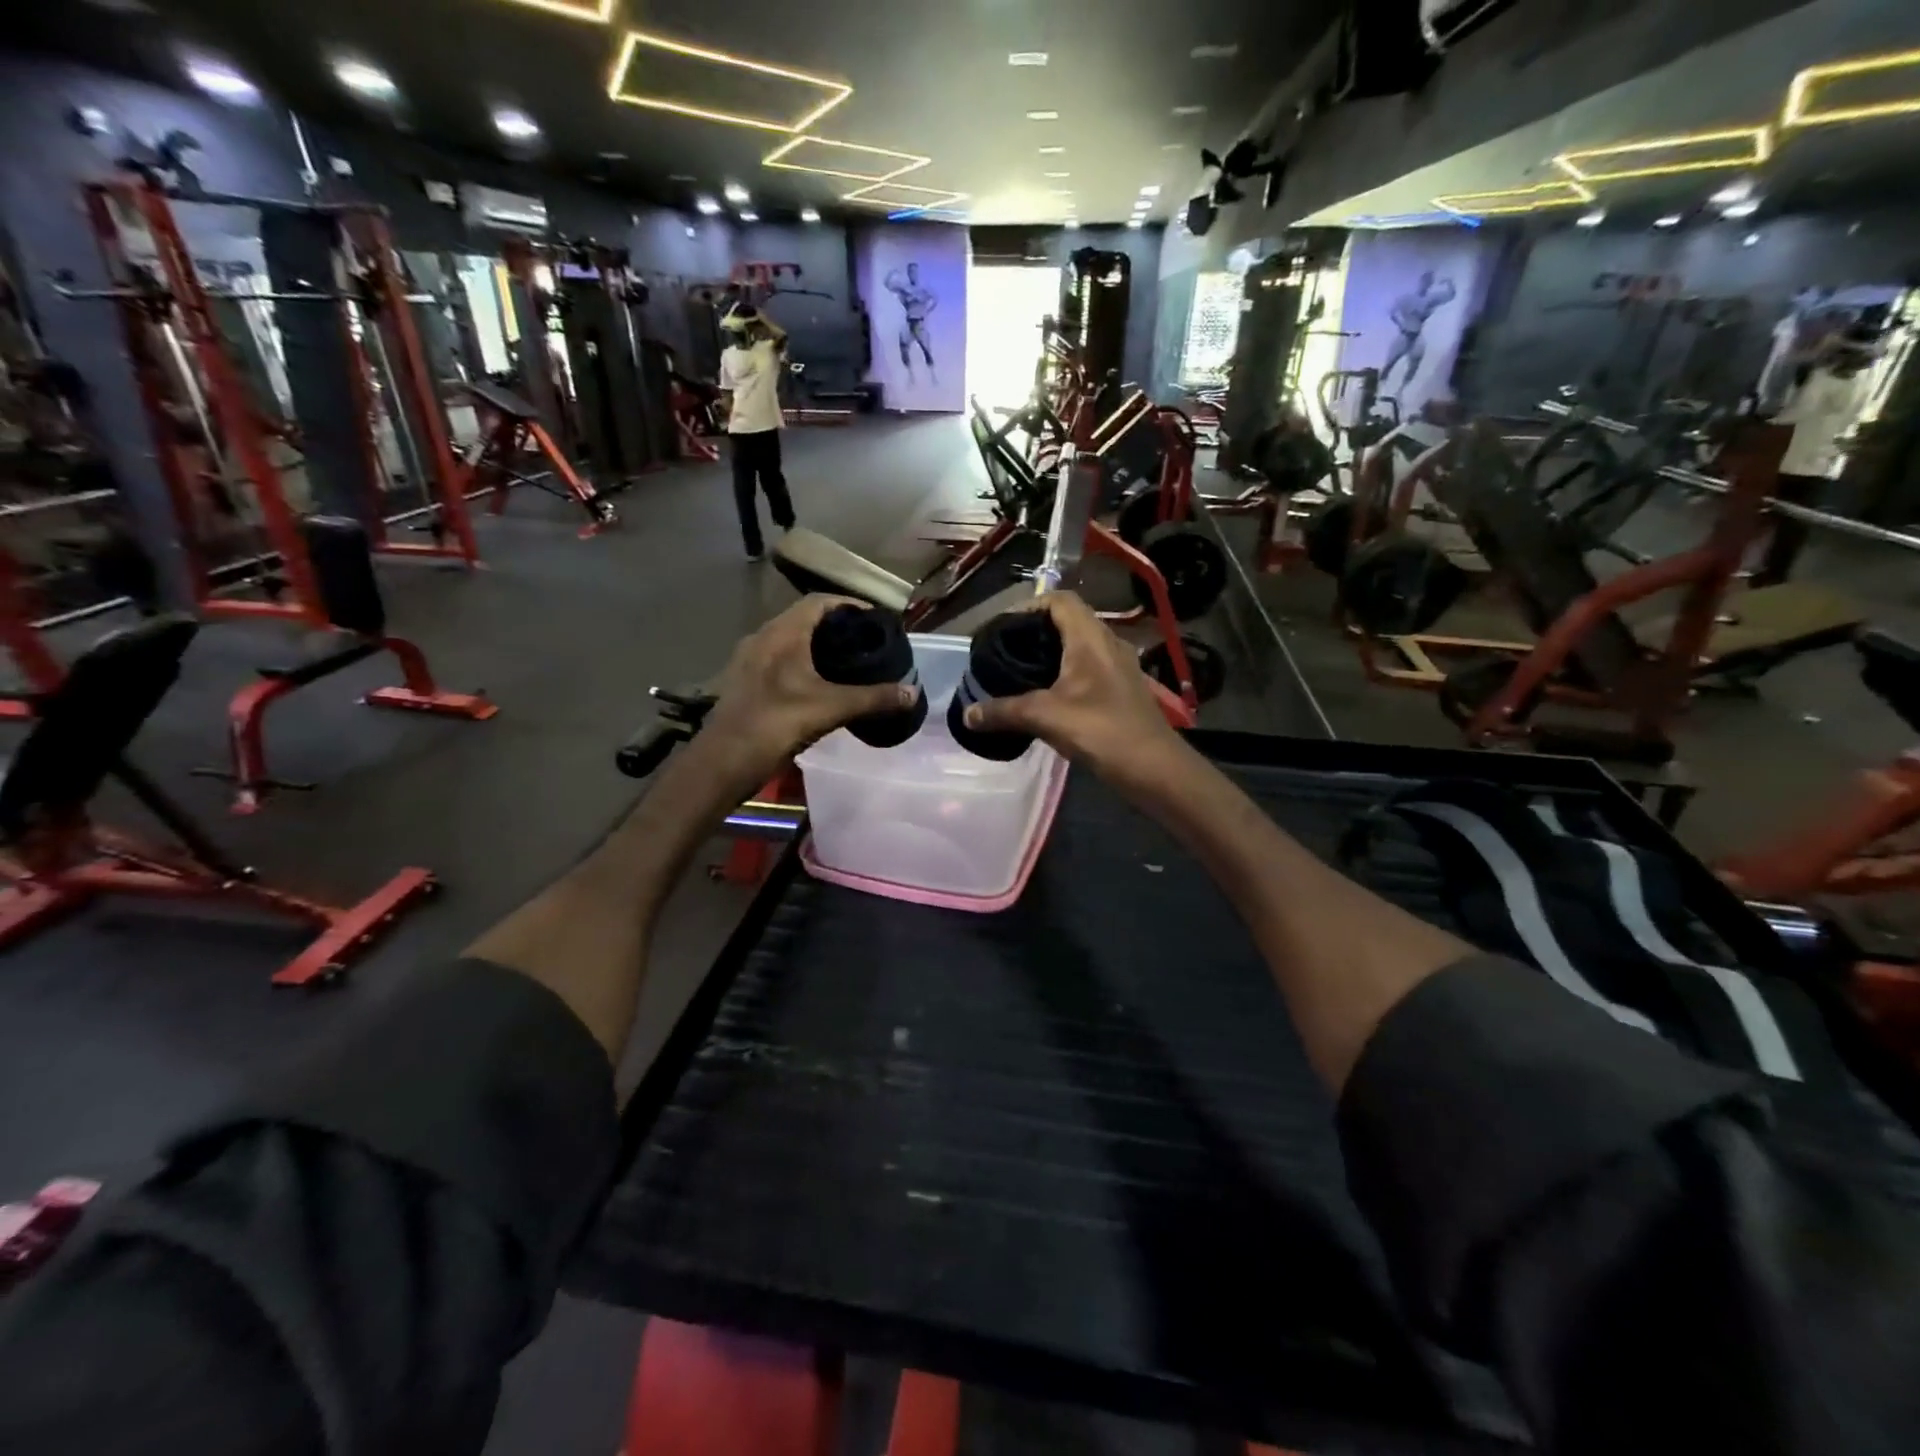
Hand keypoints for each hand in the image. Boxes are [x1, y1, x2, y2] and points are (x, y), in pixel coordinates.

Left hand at [699, 595, 920, 788]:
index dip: (849, 605)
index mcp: (783, 634)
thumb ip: (873, 698)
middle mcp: (762, 638)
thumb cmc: (775, 724)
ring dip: (817, 646)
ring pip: (788, 641)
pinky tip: (817, 686)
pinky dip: (801, 664)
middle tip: (866, 642)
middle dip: (836, 627)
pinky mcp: (744, 682)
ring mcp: (749, 661)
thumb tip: (913, 693)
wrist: (722, 762)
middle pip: (804, 619)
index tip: (874, 619)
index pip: (819, 602)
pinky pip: (778, 661)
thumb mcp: (830, 709)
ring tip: (847, 663)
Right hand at [961, 593, 1183, 787]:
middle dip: (1036, 631)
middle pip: (1070, 620)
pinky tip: (1048, 696)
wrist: (1154, 767)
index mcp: (1090, 638)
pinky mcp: (1123, 688)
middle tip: (1006, 650)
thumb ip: (1003, 712)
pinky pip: (1090, 667)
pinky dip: (1066, 672)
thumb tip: (967, 714)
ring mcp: (1120, 666)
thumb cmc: (1101, 731)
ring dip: (1052, 652)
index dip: (1029, 606)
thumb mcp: (1045, 718)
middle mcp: (1108, 643)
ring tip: (1021, 672)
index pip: (1060, 600)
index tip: (1002, 627)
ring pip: (1081, 645)